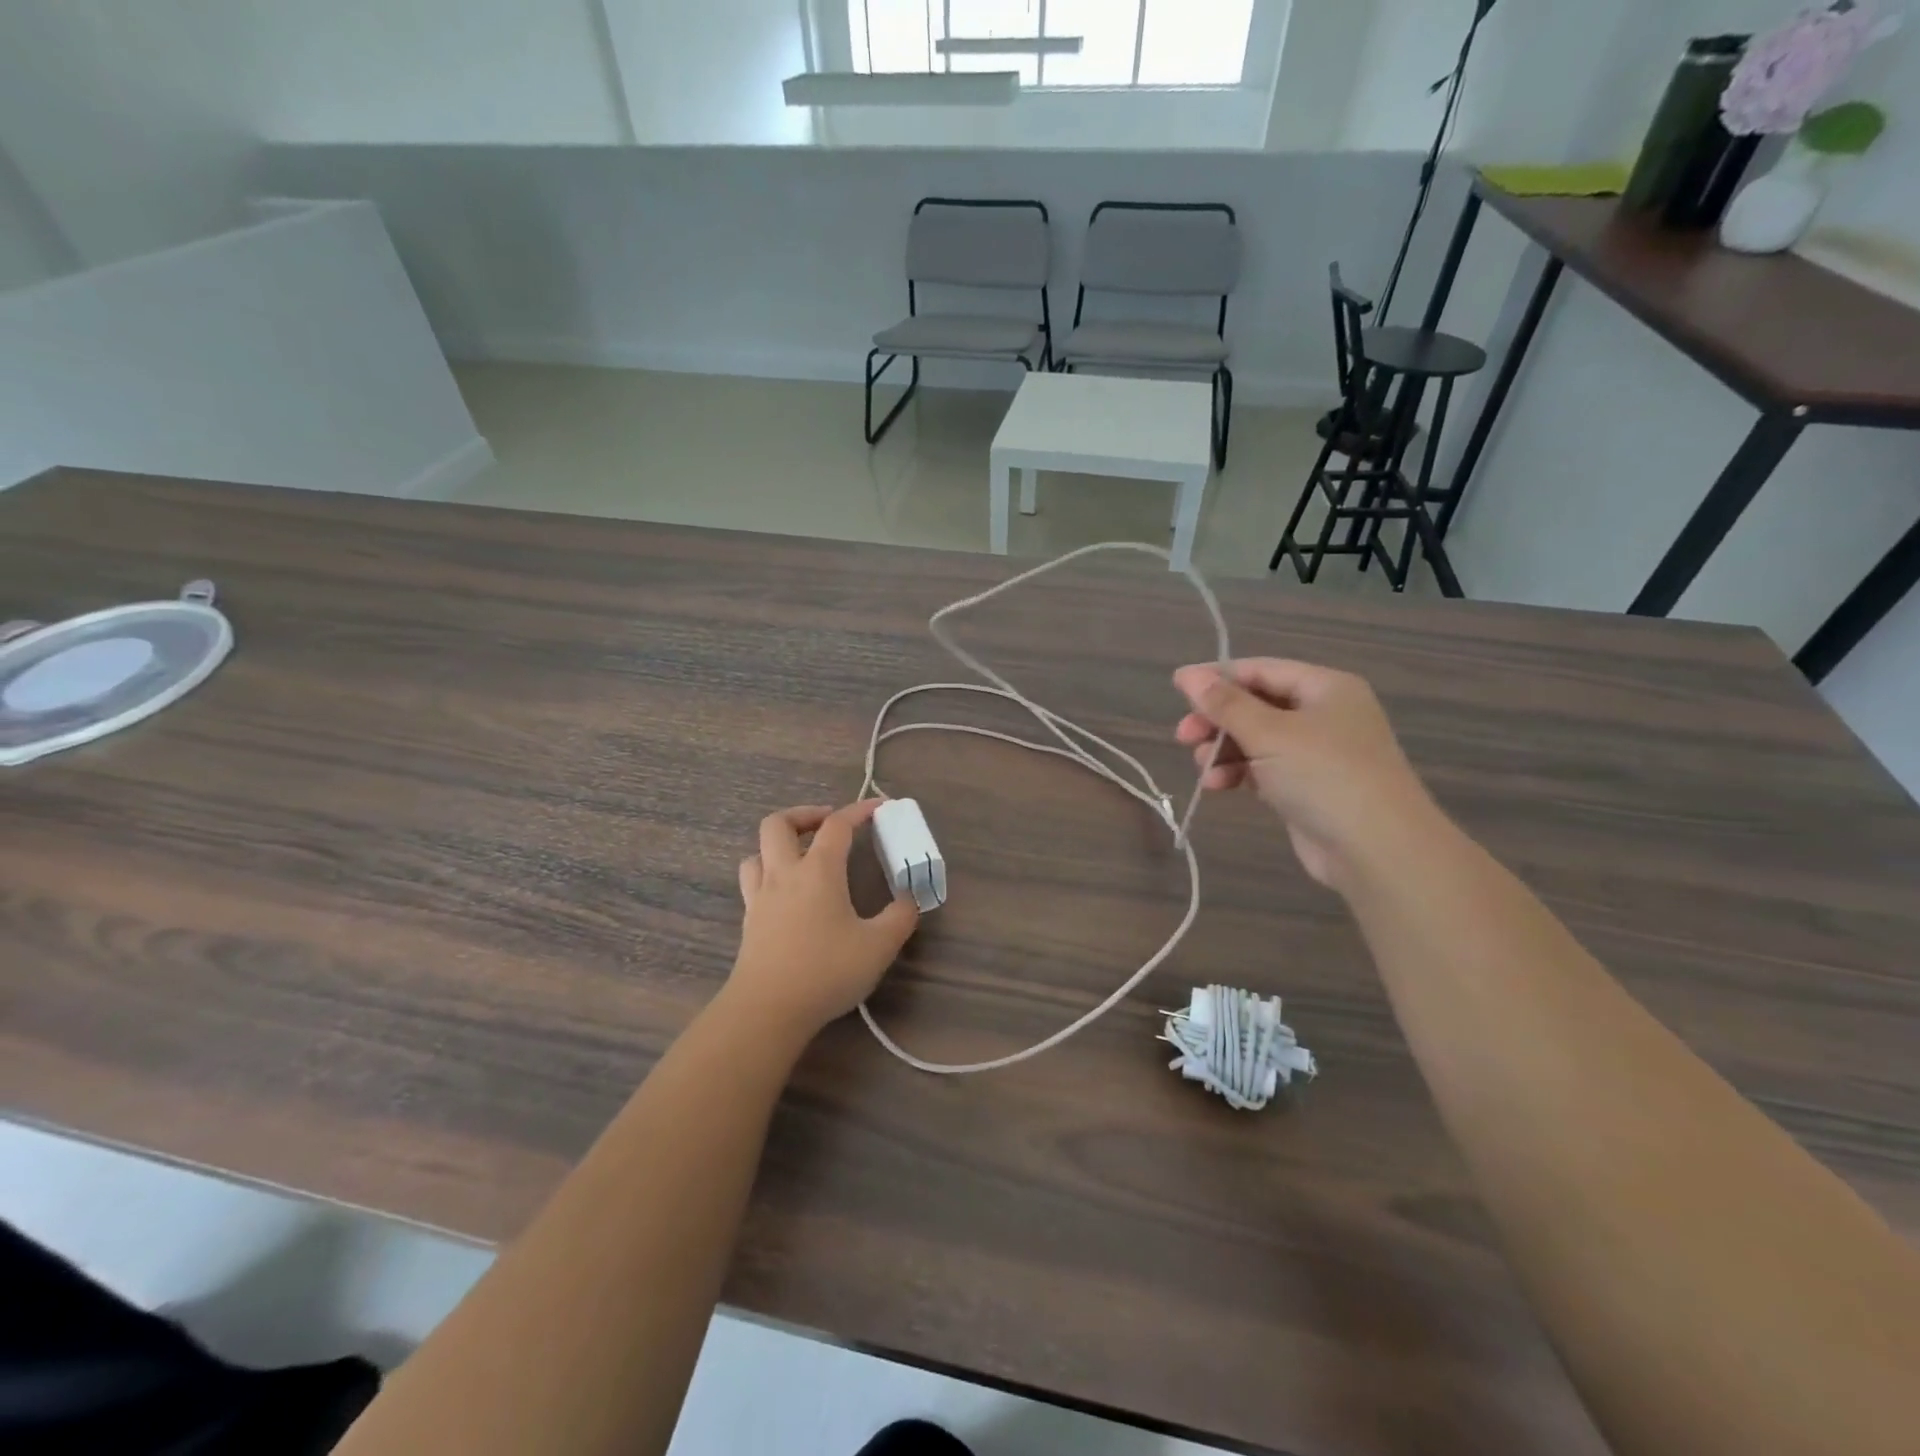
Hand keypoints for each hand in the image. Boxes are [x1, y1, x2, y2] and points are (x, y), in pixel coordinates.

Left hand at [727, 801, 919, 1037]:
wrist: (767, 1010)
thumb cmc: (826, 971)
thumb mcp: (878, 946)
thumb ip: (900, 917)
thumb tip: (910, 898)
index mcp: (818, 871)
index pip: (837, 825)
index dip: (859, 811)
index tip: (879, 808)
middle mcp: (784, 874)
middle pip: (779, 824)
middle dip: (805, 814)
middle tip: (828, 824)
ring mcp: (760, 896)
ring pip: (758, 851)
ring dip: (779, 844)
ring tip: (802, 856)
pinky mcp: (749, 921)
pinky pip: (752, 880)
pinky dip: (768, 873)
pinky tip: (786, 893)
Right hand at [1173, 659, 1440, 890]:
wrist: (1377, 849)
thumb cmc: (1324, 776)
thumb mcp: (1269, 733)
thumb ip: (1224, 704)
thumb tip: (1186, 674)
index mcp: (1325, 688)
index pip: (1261, 670)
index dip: (1217, 678)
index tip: (1177, 690)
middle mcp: (1323, 714)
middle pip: (1256, 705)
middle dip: (1218, 720)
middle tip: (1184, 737)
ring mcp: (1317, 753)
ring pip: (1256, 739)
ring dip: (1224, 750)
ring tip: (1202, 767)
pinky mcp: (1307, 786)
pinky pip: (1263, 768)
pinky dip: (1238, 773)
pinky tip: (1218, 786)